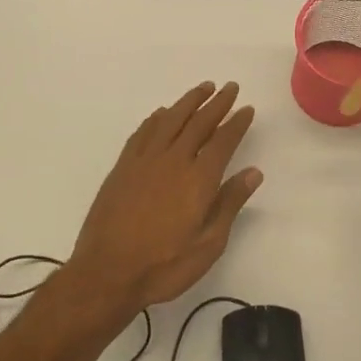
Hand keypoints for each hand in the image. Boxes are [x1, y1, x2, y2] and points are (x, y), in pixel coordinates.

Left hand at [68, 82, 262, 312]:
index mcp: (198, 179)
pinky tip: (162, 113)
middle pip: (198, 123)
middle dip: (217, 103)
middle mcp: (173, 161)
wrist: (107, 273)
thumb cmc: (164, 266)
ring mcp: (144, 161)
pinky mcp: (122, 168)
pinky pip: (143, 133)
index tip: (246, 108)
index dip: (236, 123)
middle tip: (229, 87)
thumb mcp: (208, 244)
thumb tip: (253, 172)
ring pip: (170, 120)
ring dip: (188, 102)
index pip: (223, 141)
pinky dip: (156, 118)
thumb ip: (229, 203)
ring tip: (202, 88)